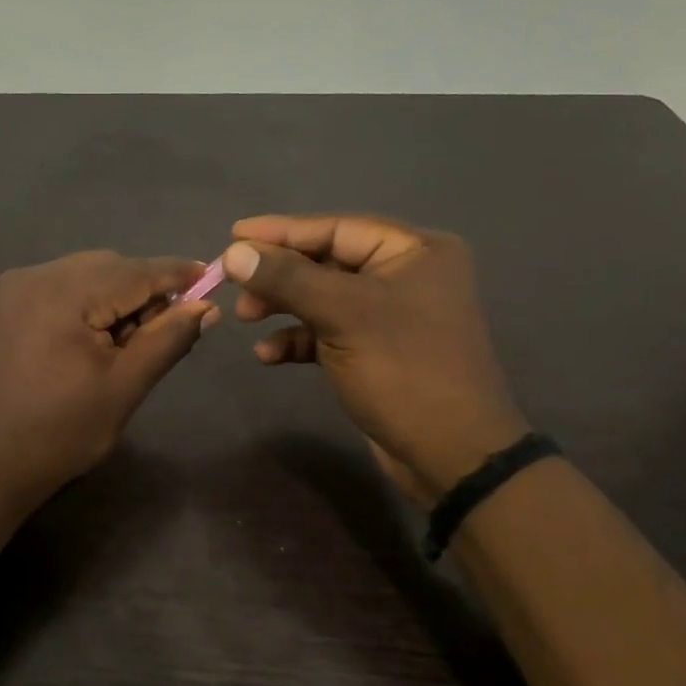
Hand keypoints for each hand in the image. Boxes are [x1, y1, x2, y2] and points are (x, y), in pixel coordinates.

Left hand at [0, 251, 217, 503]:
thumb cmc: (62, 432)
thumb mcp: (124, 387)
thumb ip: (167, 339)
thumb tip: (206, 306)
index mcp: (62, 293)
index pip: (133, 271)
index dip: (175, 273)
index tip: (210, 275)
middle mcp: (34, 275)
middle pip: (107, 266)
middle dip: (143, 289)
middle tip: (168, 326)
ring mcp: (13, 287)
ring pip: (83, 273)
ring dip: (114, 295)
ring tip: (127, 339)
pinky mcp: (3, 304)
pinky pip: (58, 286)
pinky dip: (85, 301)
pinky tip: (93, 335)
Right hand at [223, 215, 527, 503]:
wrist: (452, 456)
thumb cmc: (404, 370)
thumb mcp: (343, 315)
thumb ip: (287, 278)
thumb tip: (232, 252)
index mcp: (414, 251)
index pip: (336, 229)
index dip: (282, 231)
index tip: (233, 235)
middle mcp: (406, 275)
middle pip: (326, 261)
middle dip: (279, 275)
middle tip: (235, 286)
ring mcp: (392, 315)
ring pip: (323, 297)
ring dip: (283, 307)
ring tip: (245, 318)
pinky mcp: (378, 350)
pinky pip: (329, 331)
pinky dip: (299, 339)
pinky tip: (268, 355)